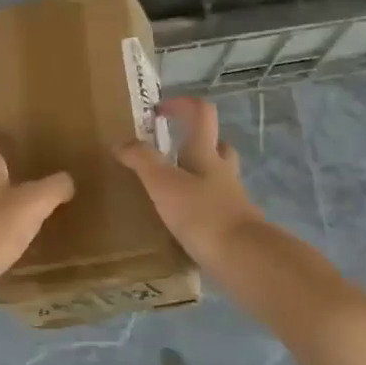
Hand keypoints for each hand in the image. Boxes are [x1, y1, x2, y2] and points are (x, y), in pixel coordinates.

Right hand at [116, 97, 264, 265]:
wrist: (245, 260)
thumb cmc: (202, 214)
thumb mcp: (163, 183)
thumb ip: (141, 160)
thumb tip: (121, 142)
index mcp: (206, 153)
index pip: (201, 113)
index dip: (181, 104)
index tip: (157, 111)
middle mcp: (222, 170)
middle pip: (216, 144)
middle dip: (193, 142)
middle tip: (167, 151)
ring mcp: (232, 199)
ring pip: (217, 176)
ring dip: (197, 175)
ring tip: (170, 187)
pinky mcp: (234, 226)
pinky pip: (215, 206)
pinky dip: (199, 206)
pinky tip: (182, 221)